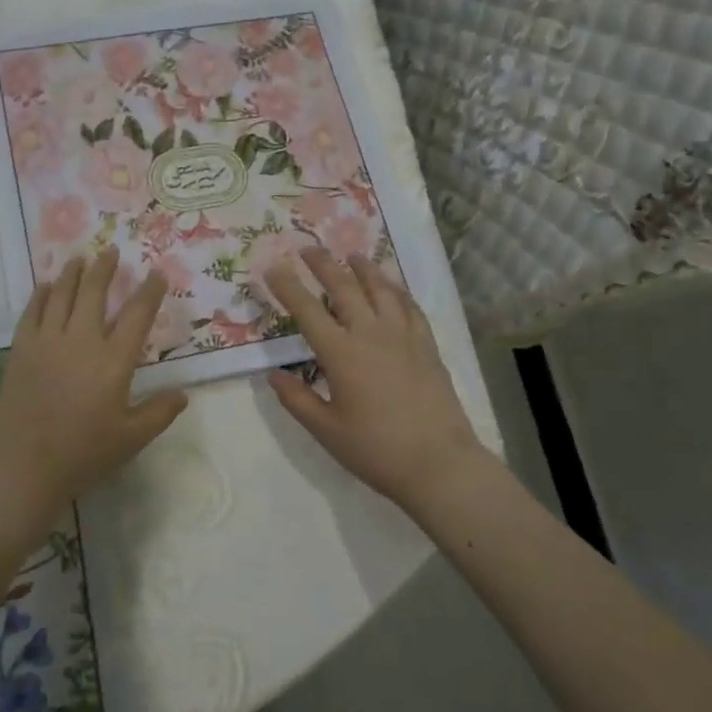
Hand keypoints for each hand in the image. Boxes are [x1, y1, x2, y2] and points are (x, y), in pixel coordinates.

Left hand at [0, 248, 187, 528]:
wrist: (22, 465)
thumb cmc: (82, 453)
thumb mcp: (131, 439)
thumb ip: (159, 412)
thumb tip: (183, 393)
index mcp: (114, 361)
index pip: (137, 315)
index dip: (150, 291)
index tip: (157, 273)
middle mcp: (82, 341)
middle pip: (94, 292)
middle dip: (105, 268)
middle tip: (111, 252)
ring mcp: (47, 341)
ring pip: (62, 294)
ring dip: (73, 273)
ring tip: (80, 258)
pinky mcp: (21, 349)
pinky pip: (32, 311)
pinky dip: (41, 294)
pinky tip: (46, 285)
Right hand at [265, 249, 488, 506]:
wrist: (438, 463)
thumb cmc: (376, 450)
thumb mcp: (326, 430)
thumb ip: (297, 399)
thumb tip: (274, 374)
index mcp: (341, 353)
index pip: (307, 310)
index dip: (287, 286)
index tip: (272, 267)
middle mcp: (371, 333)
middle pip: (344, 287)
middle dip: (323, 264)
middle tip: (308, 248)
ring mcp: (403, 335)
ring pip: (381, 289)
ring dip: (363, 268)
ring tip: (352, 256)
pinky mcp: (427, 344)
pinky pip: (410, 306)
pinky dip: (397, 290)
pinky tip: (393, 287)